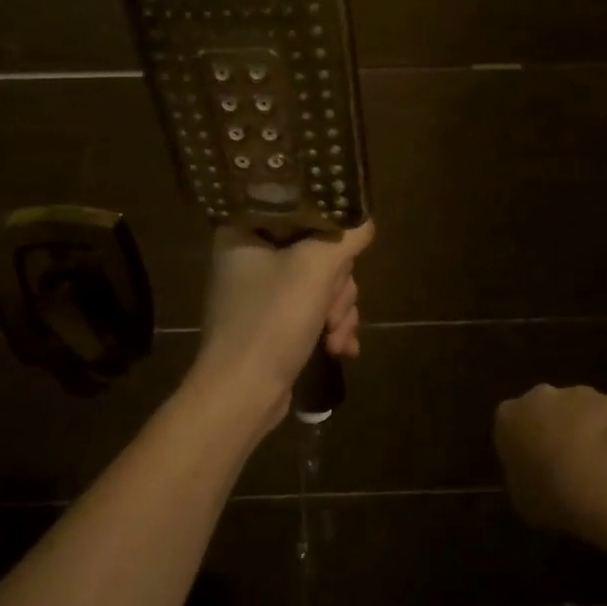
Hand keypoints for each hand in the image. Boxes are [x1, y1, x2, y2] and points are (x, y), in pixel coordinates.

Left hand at [192, 220, 374, 417]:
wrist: (242, 394)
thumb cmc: (271, 321)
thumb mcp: (316, 268)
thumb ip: (347, 235)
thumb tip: (364, 220)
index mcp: (245, 231)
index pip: (301, 210)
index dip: (329, 235)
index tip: (338, 260)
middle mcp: (249, 256)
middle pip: (318, 252)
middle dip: (337, 288)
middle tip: (331, 310)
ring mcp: (260, 293)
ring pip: (321, 284)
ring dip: (338, 312)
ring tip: (335, 340)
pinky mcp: (271, 322)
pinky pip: (312, 311)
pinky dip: (329, 328)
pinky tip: (340, 349)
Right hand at [495, 383, 606, 534]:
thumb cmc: (552, 494)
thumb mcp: (523, 499)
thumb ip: (524, 480)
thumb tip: (535, 480)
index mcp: (509, 417)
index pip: (510, 425)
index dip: (522, 447)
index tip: (534, 469)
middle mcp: (541, 397)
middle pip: (545, 409)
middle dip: (554, 430)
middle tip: (566, 465)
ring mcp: (581, 395)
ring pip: (581, 410)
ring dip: (587, 430)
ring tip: (601, 469)